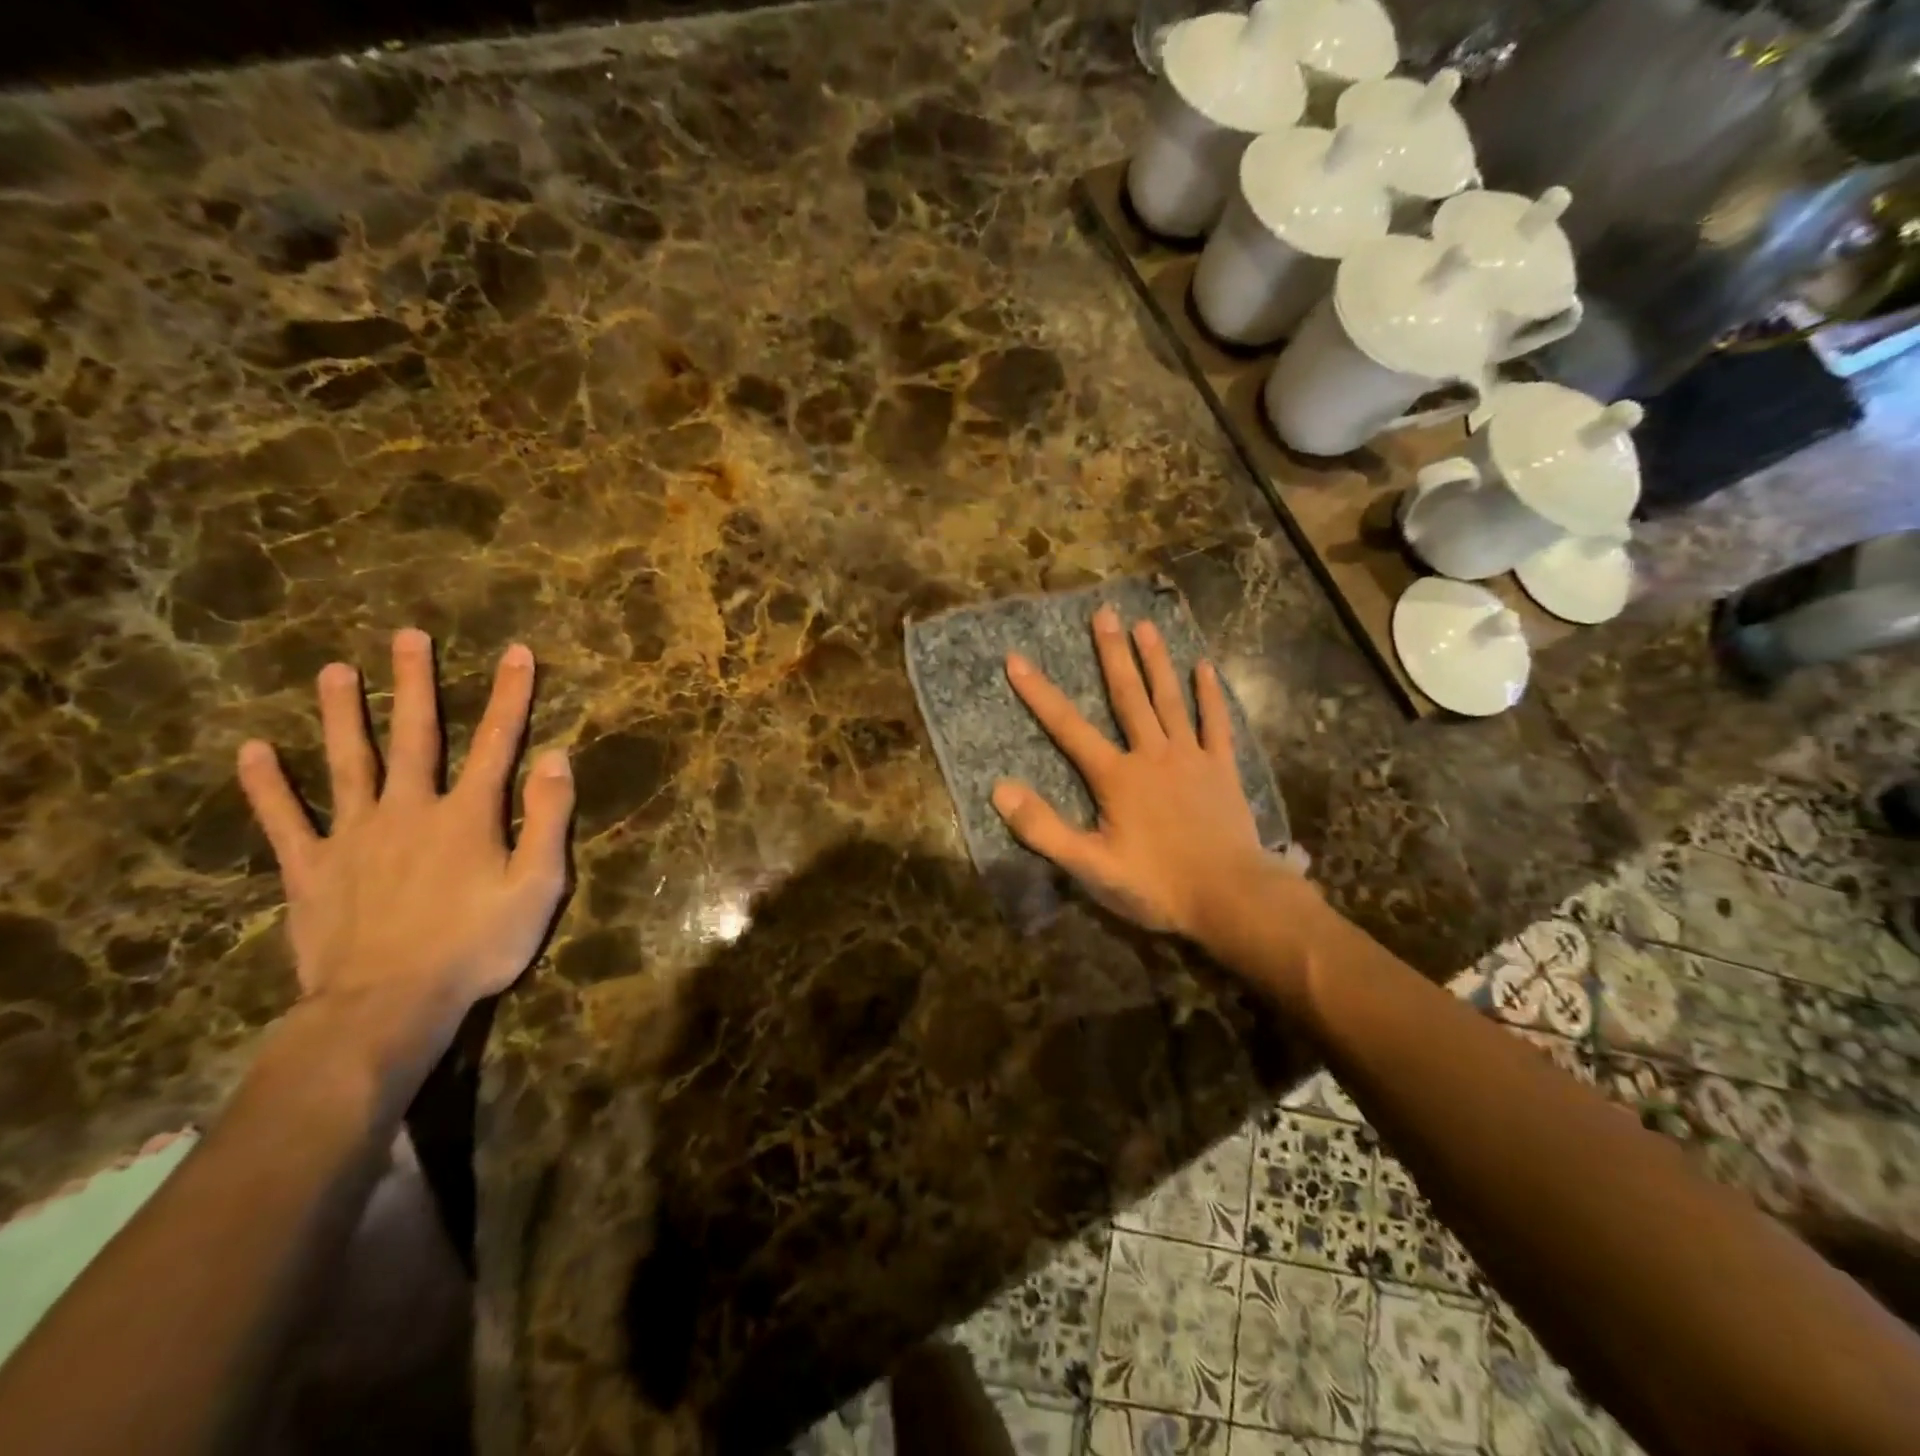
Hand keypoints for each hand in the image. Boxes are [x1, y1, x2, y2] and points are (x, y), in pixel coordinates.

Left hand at [236, 628, 573, 1034]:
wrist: (389, 1004)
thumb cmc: (477, 945)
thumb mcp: (538, 886)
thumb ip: (548, 818)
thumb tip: (555, 757)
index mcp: (467, 815)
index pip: (496, 742)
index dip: (510, 696)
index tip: (517, 652)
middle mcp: (409, 809)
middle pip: (413, 736)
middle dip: (414, 683)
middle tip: (407, 636)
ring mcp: (353, 836)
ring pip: (346, 763)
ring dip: (341, 715)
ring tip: (332, 671)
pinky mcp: (312, 868)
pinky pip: (284, 819)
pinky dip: (266, 786)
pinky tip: (252, 751)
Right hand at [991, 604, 1281, 937]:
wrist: (1231, 897)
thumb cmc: (1157, 884)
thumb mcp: (1090, 866)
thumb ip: (1044, 828)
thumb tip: (999, 789)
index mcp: (1117, 776)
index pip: (1068, 727)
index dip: (1039, 693)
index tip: (1016, 658)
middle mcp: (1152, 755)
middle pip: (1128, 696)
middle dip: (1112, 654)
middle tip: (1105, 612)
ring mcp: (1191, 758)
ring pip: (1170, 700)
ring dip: (1156, 661)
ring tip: (1145, 625)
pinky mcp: (1222, 769)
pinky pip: (1216, 724)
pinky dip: (1210, 696)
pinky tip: (1205, 667)